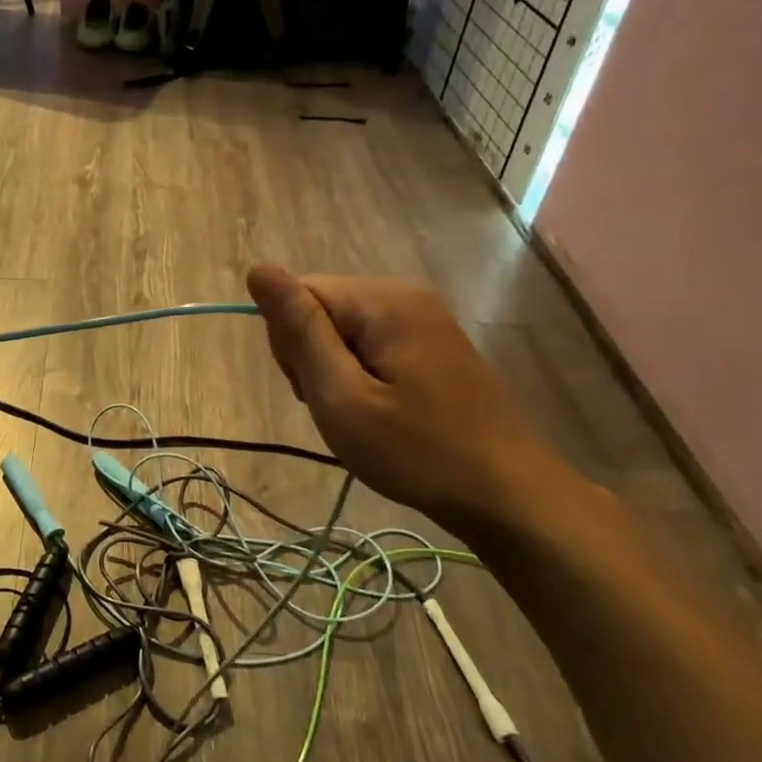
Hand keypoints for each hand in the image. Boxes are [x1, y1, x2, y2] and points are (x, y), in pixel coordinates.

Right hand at [246, 265, 580, 539]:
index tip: (314, 392)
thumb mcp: (342, 397)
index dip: (290, 344)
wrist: (503, 493)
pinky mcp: (430, 342)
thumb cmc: (415, 451)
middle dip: (312, 359)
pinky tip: (379, 410)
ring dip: (334, 372)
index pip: (299, 293)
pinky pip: (368, 344)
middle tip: (341, 408)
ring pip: (340, 330)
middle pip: (320, 308)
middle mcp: (403, 294)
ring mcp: (422, 317)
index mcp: (382, 301)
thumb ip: (299, 332)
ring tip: (361, 416)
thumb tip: (258, 269)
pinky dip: (360, 377)